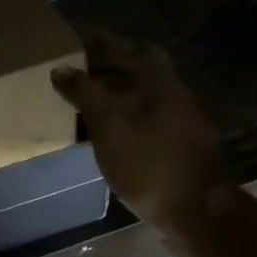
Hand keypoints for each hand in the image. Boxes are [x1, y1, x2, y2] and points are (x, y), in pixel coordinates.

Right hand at [51, 38, 229, 243]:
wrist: (194, 212)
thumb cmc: (149, 164)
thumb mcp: (109, 125)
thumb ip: (86, 93)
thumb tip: (62, 69)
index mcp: (160, 83)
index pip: (132, 48)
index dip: (106, 44)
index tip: (78, 45)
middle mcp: (174, 96)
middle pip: (139, 72)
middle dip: (109, 69)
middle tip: (76, 73)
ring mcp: (179, 124)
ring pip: (142, 98)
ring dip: (115, 95)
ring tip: (83, 101)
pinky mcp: (176, 149)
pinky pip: (144, 122)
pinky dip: (123, 118)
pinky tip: (104, 133)